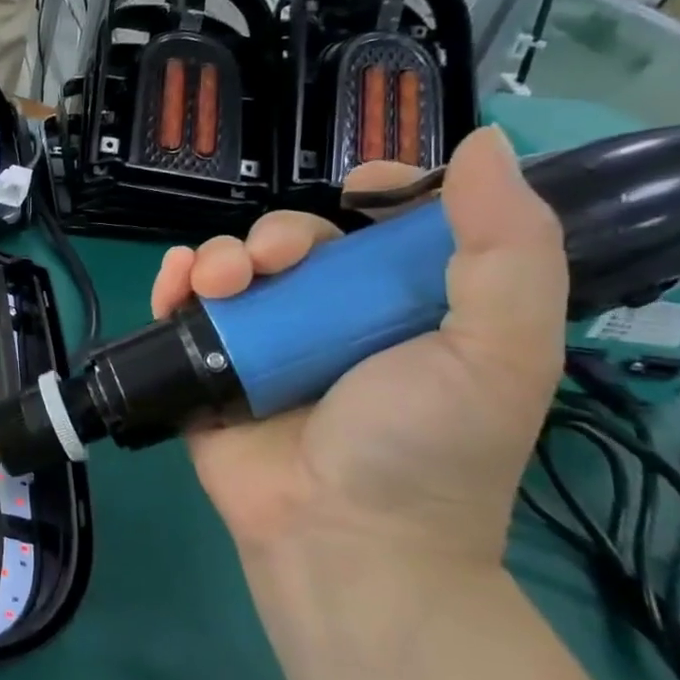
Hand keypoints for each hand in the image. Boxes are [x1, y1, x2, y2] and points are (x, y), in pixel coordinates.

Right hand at [150, 127, 566, 569]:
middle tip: (269, 262)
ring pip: (234, 270)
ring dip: (219, 256)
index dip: (377, 195)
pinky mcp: (208, 371)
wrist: (339, 537)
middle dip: (277, 235)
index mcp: (406, 308)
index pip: (388, 229)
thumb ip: (507, 247)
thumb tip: (486, 142)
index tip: (360, 189)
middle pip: (296, 244)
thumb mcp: (500, 348)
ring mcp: (263, 346)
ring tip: (216, 282)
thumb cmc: (426, 446)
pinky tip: (174, 283)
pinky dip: (172, 285)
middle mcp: (332, 320)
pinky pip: (184, 312)